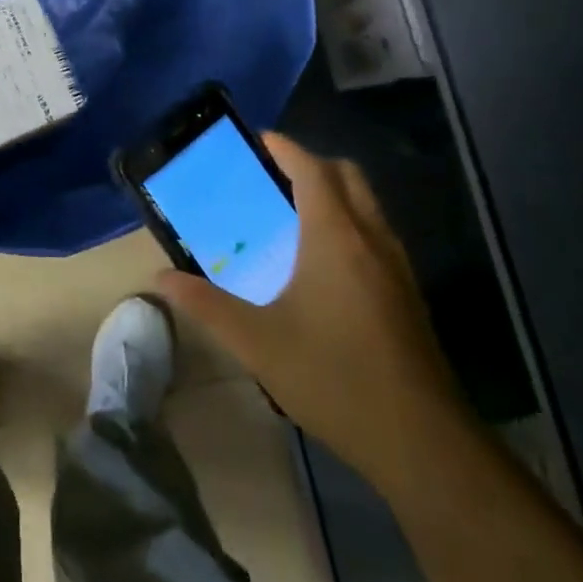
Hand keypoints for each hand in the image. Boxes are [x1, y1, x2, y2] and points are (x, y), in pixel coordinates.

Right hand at [158, 135, 469, 491]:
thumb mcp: (257, 343)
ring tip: (291, 213)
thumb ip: (206, 305)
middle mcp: (372, 239)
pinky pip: (376, 233)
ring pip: (367, 205)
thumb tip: (160, 278)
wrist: (422, 442)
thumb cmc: (334, 378)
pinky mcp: (407, 294)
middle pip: (347, 176)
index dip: (285, 148)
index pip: (313, 170)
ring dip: (333, 193)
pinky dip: (348, 222)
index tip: (258, 139)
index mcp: (335, 238)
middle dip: (311, 164)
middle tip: (271, 176)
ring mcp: (397, 267)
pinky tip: (322, 262)